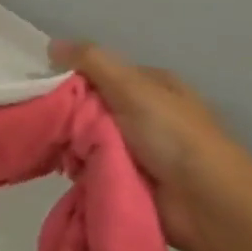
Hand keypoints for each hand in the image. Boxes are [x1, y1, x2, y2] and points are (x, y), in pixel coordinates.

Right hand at [51, 41, 251, 250]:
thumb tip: (51, 44)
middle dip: (67, 114)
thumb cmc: (174, 137)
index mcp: (152, 85)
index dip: (72, 76)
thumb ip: (92, 62)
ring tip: (49, 146)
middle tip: (44, 120)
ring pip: (86, 137)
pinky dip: (76, 166)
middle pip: (90, 105)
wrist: (207, 207)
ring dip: (69, 143)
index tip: (44, 87)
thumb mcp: (133, 88)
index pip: (101, 72)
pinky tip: (62, 167)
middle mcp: (144, 113)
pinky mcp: (126, 179)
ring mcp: (136, 149)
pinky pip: (89, 165)